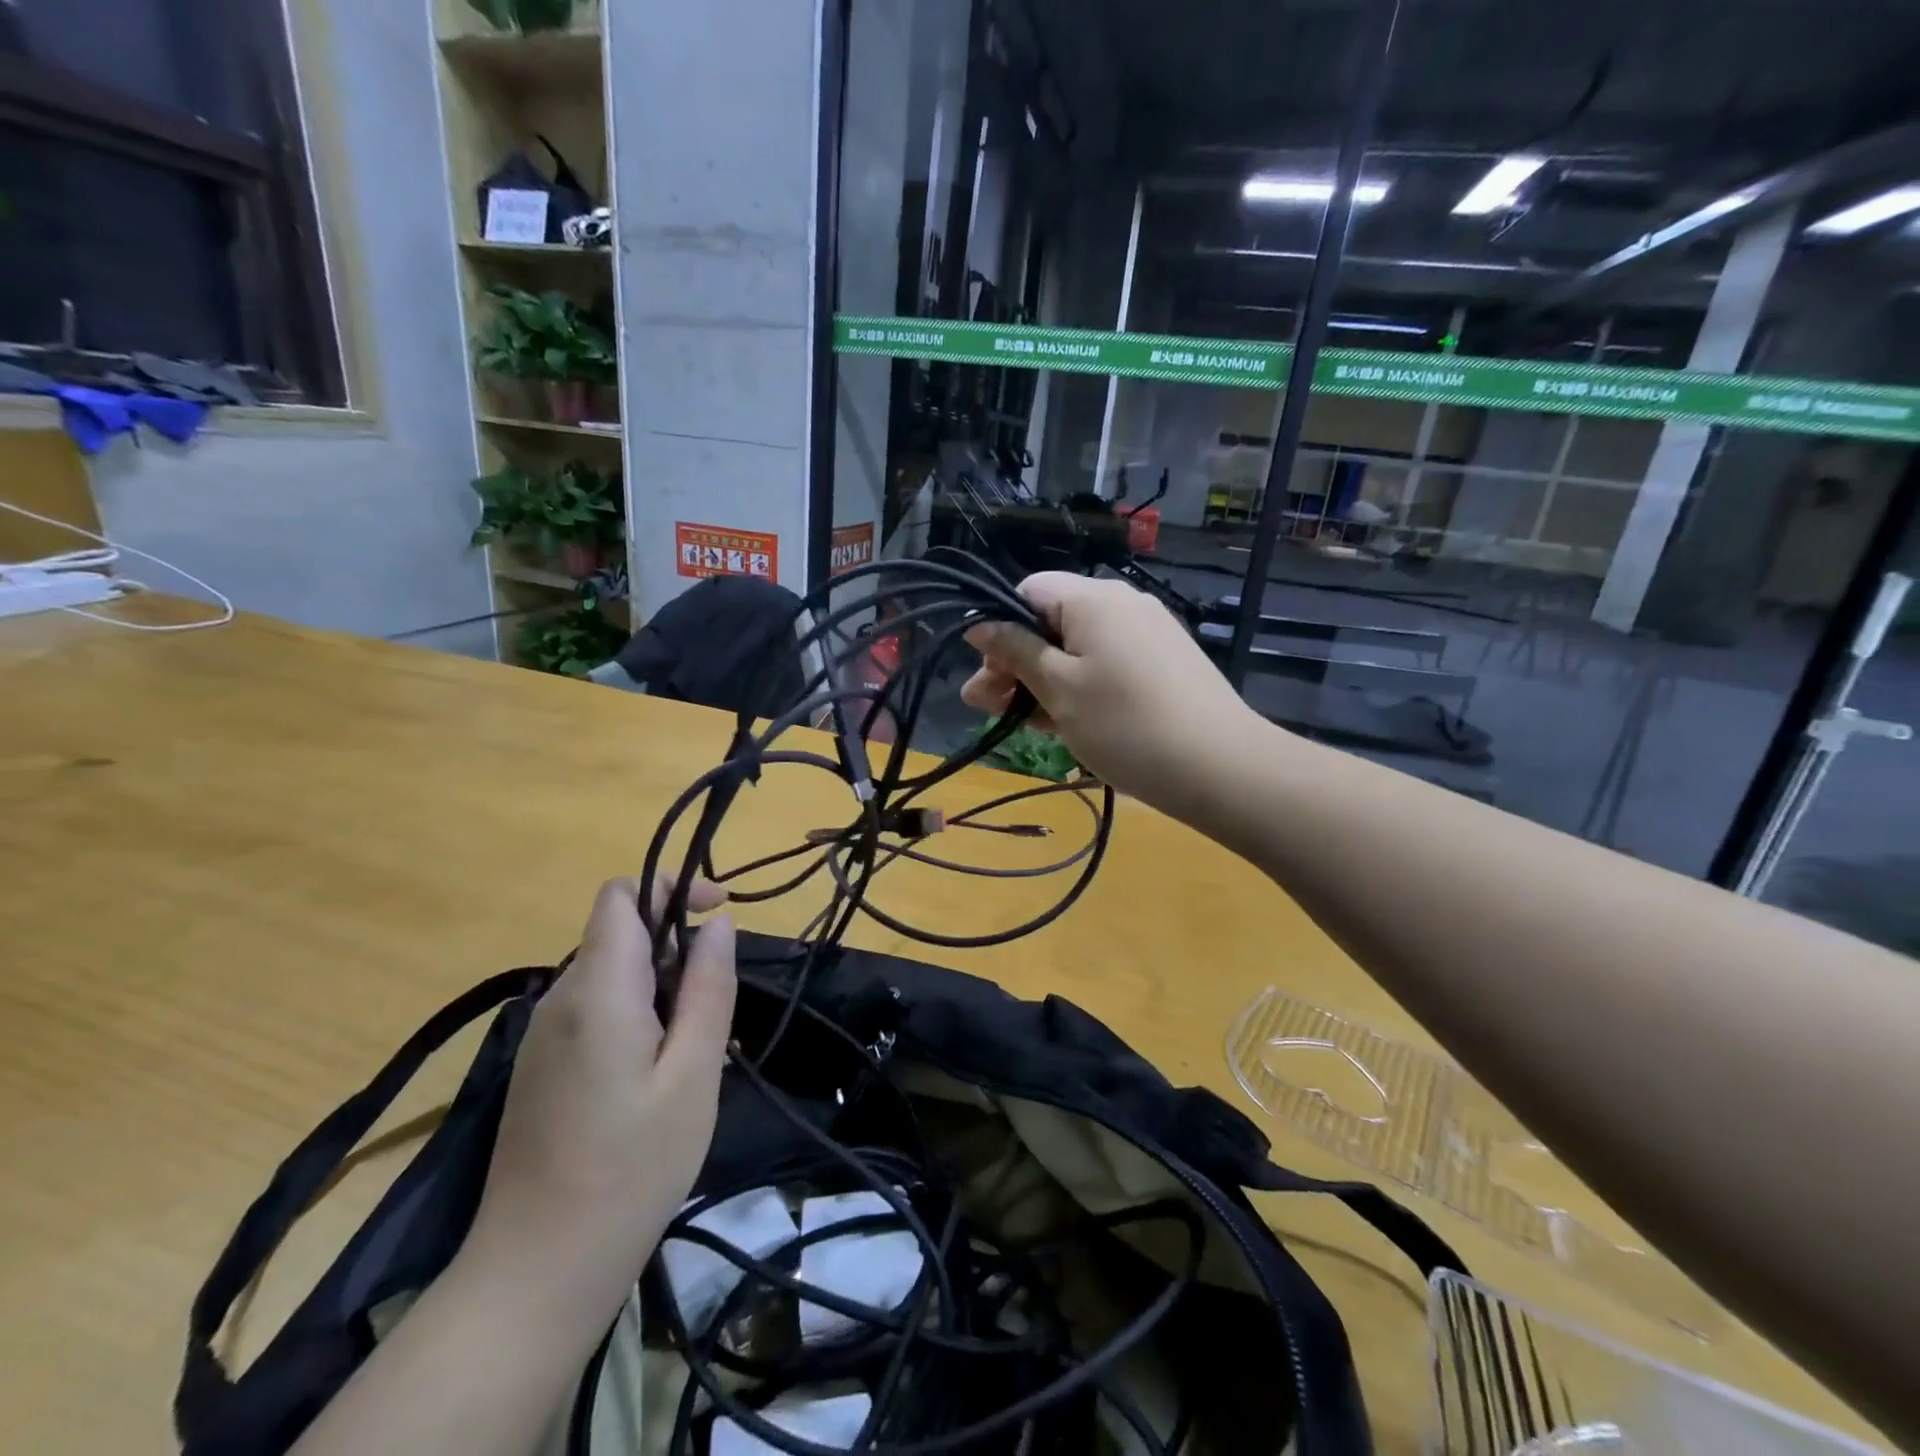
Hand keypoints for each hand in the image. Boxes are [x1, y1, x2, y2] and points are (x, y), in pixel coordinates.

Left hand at [462, 877, 736, 1310]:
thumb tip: (717, 924)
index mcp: (598, 991)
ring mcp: (544, 1034)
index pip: (621, 896)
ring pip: (613, 974)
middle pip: (621, 934)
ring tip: (692, 1055)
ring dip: (662, 989)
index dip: (671, 887)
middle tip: (714, 1015)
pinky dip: (637, 1017)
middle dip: (676, 951)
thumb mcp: (693, 1073)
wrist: (536, 1270)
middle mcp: (562, 999)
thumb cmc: (631, 1169)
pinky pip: (596, 1010)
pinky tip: (657, 1079)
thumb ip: (708, 989)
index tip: (718, 914)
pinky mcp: (541, 1065)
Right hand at [962, 572, 1263, 813]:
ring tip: (1021, 722)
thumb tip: (979, 623)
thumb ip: (1015, 652)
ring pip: (1078, 648)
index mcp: (1093, 599)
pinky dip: (1079, 686)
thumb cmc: (1125, 724)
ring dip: (1043, 680)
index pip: (1028, 591)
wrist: (1220, 767)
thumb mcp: (1058, 689)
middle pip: (1052, 622)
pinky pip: (1106, 664)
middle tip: (990, 708)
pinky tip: (1063, 722)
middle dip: (1015, 662)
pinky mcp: (1163, 662)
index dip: (998, 628)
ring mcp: (1147, 633)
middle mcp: (1122, 604)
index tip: (988, 675)